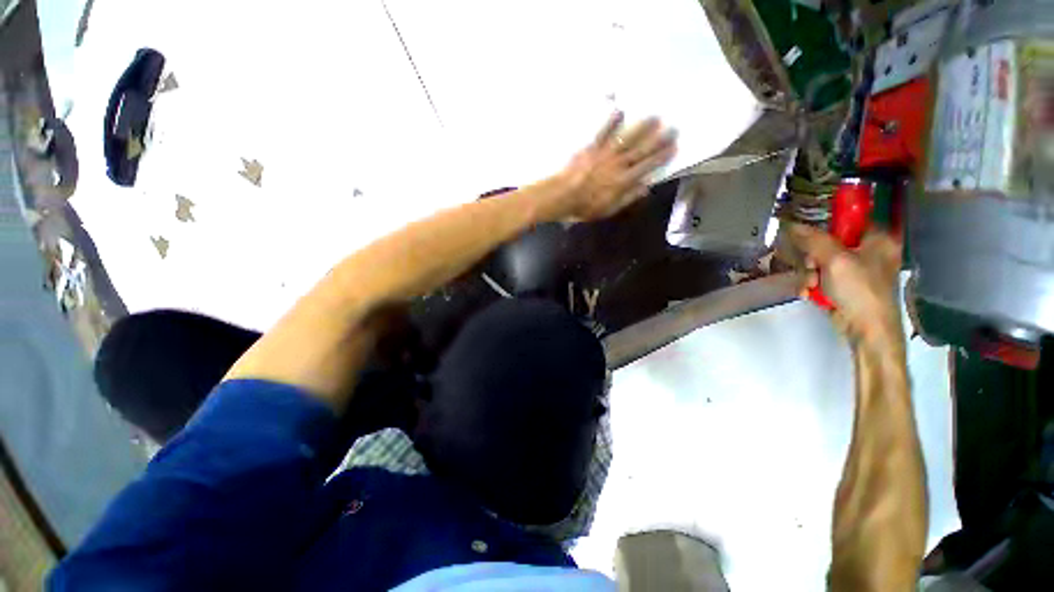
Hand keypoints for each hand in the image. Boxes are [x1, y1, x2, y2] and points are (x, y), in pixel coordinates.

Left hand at [555, 112, 676, 220]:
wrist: (563, 196)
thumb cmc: (584, 206)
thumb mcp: (608, 209)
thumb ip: (627, 198)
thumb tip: (646, 187)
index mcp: (623, 181)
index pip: (647, 166)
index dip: (662, 156)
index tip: (674, 147)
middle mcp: (618, 165)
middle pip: (642, 150)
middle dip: (659, 139)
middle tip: (673, 127)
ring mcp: (605, 154)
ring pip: (627, 138)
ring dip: (642, 127)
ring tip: (655, 116)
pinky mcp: (591, 148)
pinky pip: (603, 132)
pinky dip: (611, 121)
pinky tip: (620, 110)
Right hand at [790, 224, 903, 350]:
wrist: (866, 330)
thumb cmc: (860, 291)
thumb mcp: (835, 261)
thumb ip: (814, 240)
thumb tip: (792, 224)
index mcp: (877, 239)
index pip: (851, 219)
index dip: (828, 223)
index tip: (810, 233)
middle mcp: (868, 252)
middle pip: (829, 242)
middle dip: (813, 257)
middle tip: (811, 266)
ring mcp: (855, 270)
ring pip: (820, 261)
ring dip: (809, 273)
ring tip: (811, 285)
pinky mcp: (843, 286)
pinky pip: (820, 277)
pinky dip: (812, 284)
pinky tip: (810, 293)